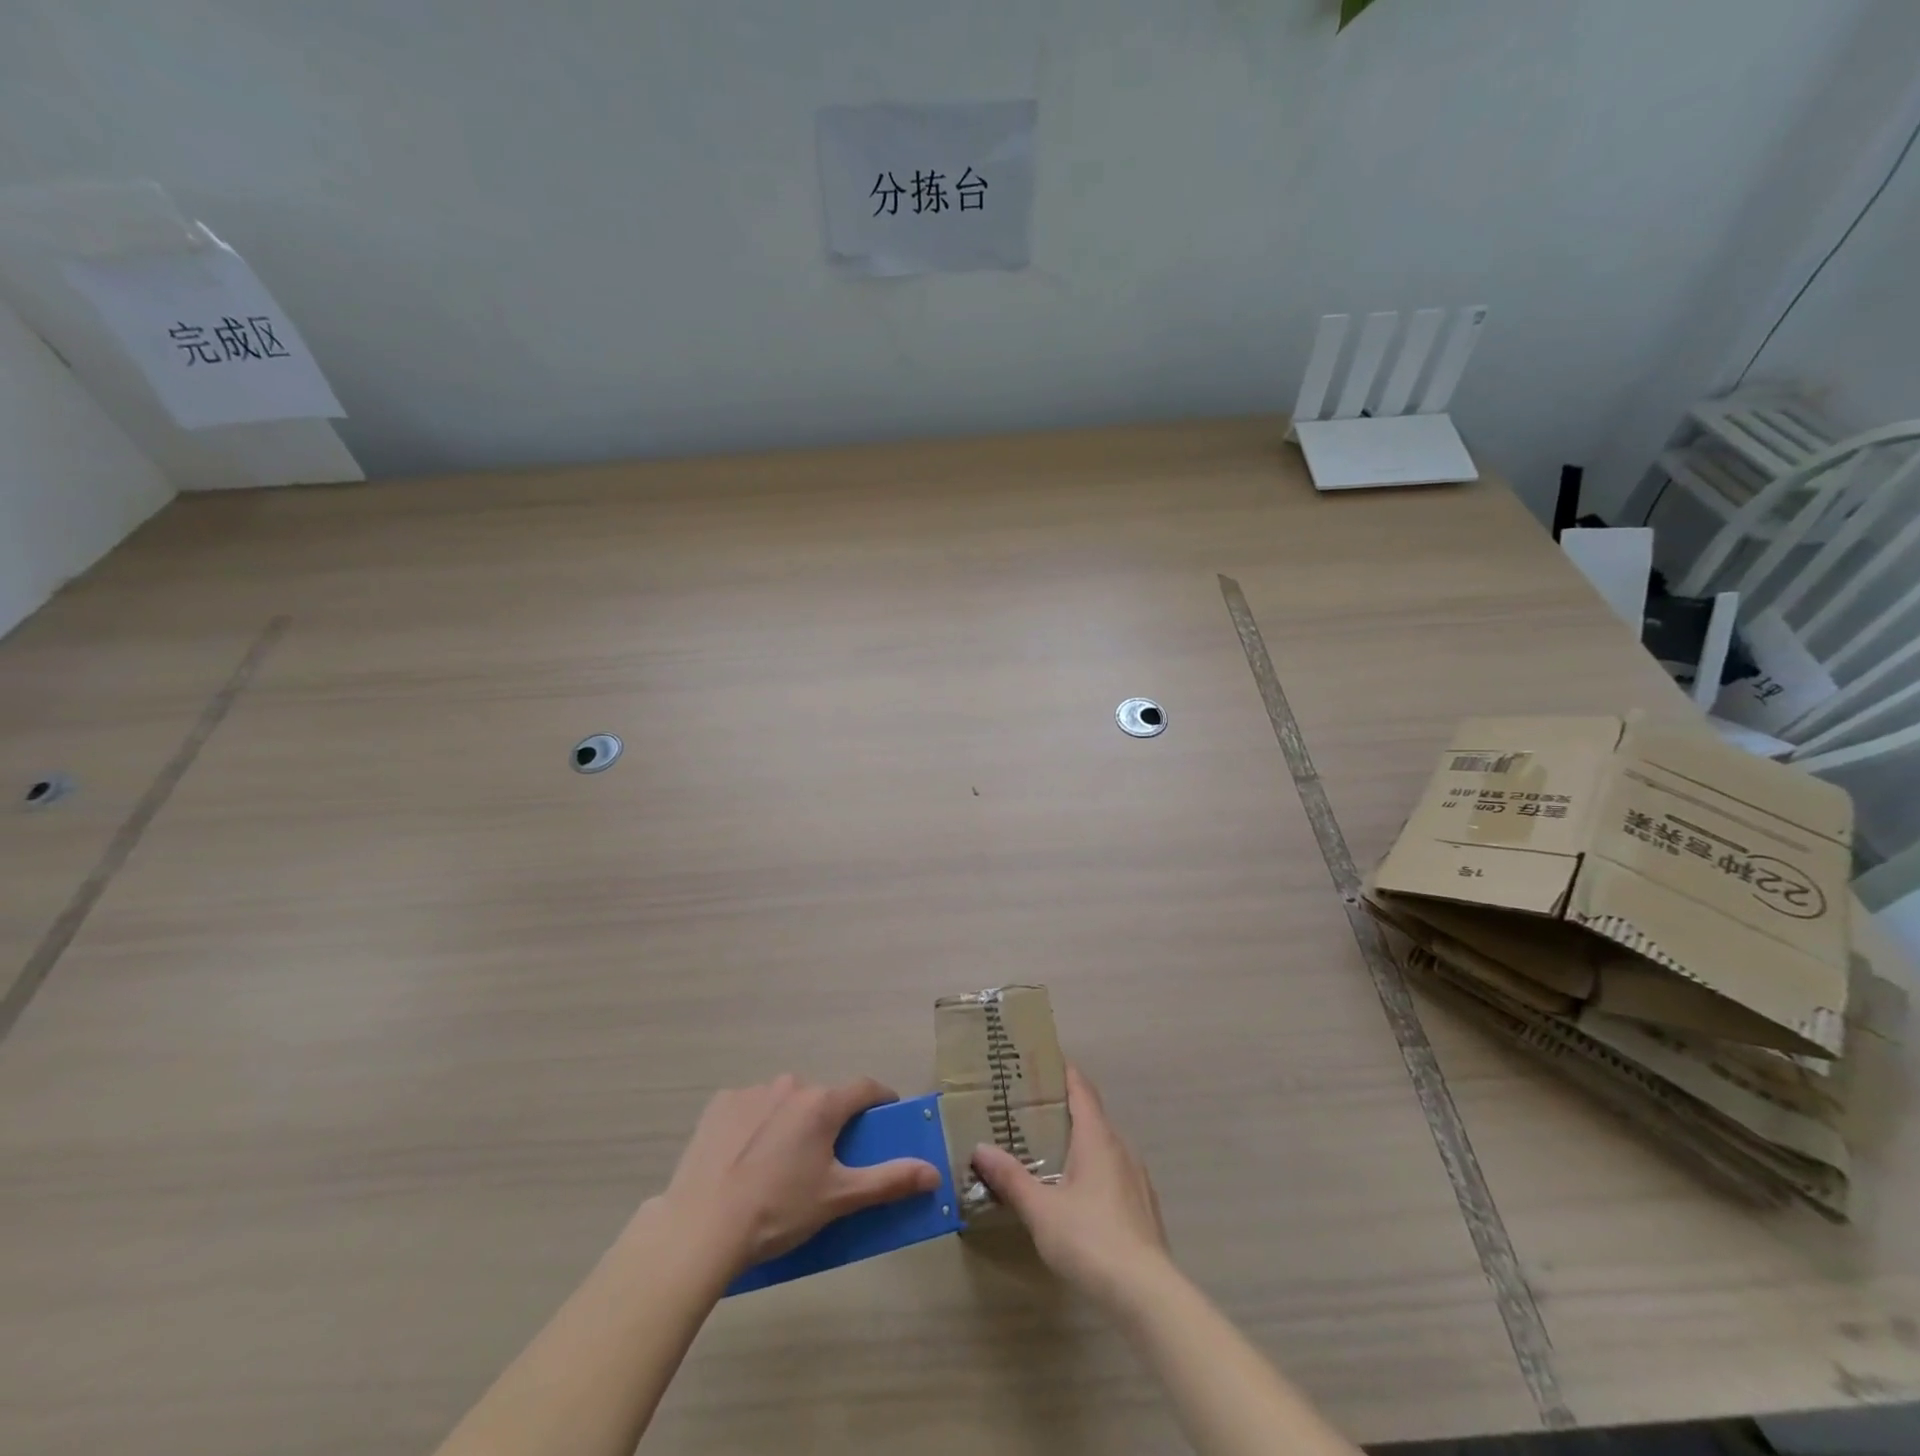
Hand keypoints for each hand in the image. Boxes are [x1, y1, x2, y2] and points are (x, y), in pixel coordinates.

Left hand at [653, 1075, 940, 1274]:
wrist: (701, 1227)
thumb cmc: (778, 1211)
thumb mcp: (839, 1199)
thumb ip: (889, 1181)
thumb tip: (934, 1172)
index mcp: (823, 1103)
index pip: (866, 1088)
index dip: (881, 1101)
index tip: (885, 1119)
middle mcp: (790, 1084)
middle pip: (822, 1097)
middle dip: (829, 1121)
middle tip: (824, 1161)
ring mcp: (752, 1091)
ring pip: (785, 1100)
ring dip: (791, 1121)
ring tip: (778, 1167)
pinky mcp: (719, 1105)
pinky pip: (750, 1107)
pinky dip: (755, 1125)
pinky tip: (744, 1160)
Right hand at [971, 1064, 1170, 1307]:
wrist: (1147, 1294)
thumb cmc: (1090, 1239)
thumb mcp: (1040, 1209)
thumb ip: (1011, 1177)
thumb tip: (980, 1148)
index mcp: (1097, 1138)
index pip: (1081, 1089)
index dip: (1064, 1072)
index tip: (1042, 1062)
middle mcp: (1120, 1148)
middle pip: (1092, 1116)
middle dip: (1064, 1109)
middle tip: (1031, 1110)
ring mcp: (1136, 1179)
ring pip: (1104, 1146)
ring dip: (1079, 1142)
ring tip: (1049, 1151)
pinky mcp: (1143, 1208)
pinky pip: (1113, 1173)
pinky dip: (1093, 1169)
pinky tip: (1077, 1193)